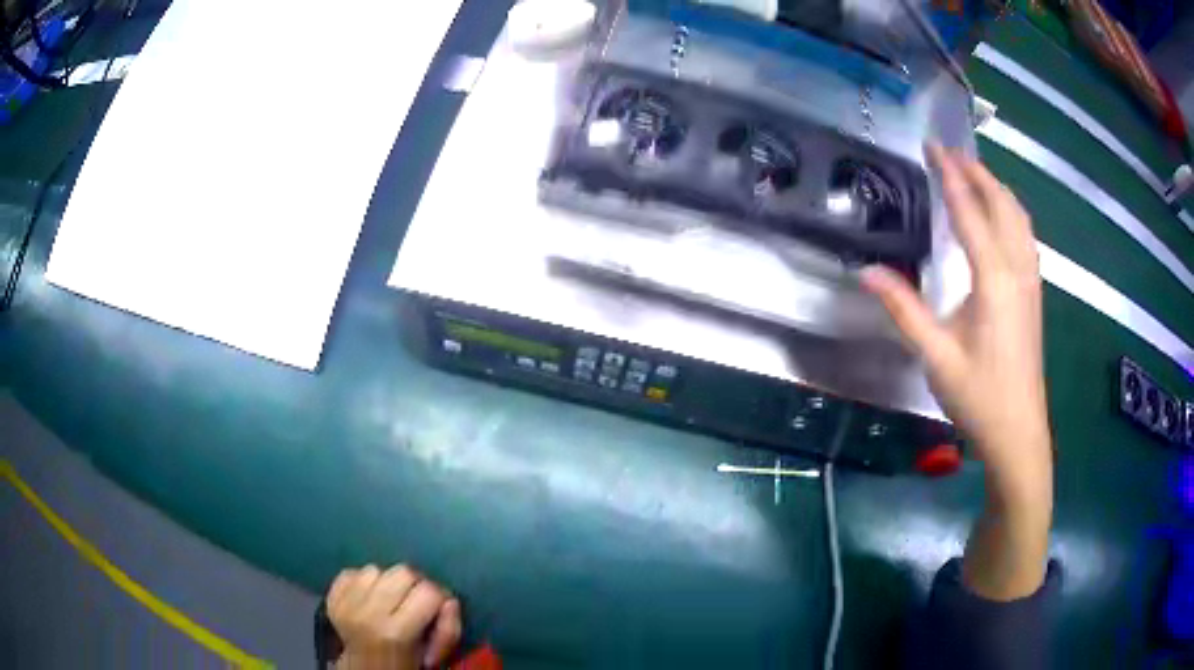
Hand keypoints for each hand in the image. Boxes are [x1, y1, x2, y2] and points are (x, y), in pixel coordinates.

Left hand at [328, 564, 461, 669]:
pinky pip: (352, 571)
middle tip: (414, 601)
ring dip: (386, 581)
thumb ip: (449, 626)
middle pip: (403, 572)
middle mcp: (367, 614)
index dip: (439, 598)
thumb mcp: (434, 651)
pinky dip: (363, 581)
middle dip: (414, 584)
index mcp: (396, 632)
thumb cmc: (406, 662)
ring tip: (388, 600)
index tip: (436, 610)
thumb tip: (449, 601)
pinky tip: (368, 598)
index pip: (429, 592)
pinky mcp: (331, 598)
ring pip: (375, 568)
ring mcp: (345, 604)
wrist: (365, 669)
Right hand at [861, 145, 1050, 480]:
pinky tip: (1001, 217)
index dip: (951, 176)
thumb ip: (904, 309)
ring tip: (974, 174)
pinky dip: (1010, 211)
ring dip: (997, 188)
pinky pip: (1025, 235)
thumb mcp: (936, 356)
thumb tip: (866, 272)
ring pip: (1019, 218)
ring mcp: (1031, 281)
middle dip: (977, 172)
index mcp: (994, 279)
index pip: (970, 211)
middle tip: (949, 153)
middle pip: (1002, 204)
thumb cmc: (978, 396)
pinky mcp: (1034, 293)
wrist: (1018, 432)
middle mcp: (1017, 270)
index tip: (933, 146)